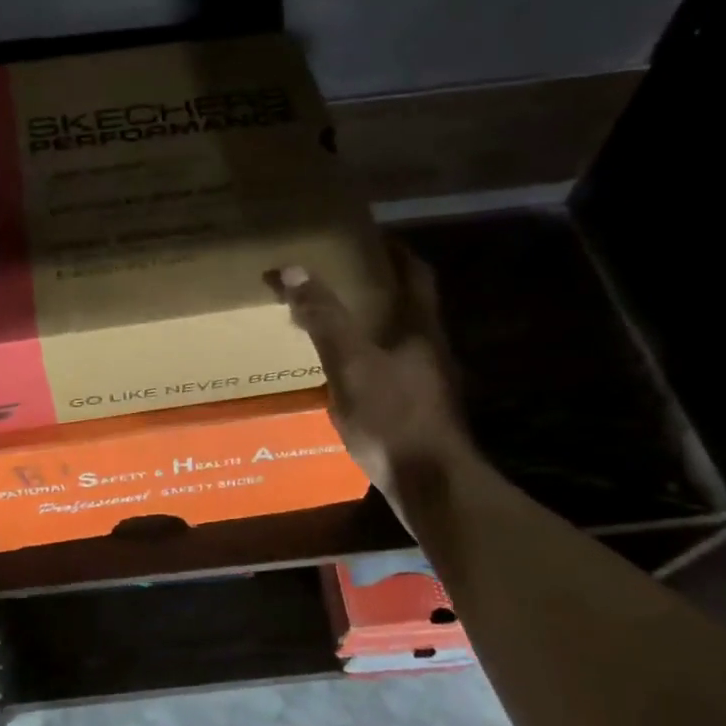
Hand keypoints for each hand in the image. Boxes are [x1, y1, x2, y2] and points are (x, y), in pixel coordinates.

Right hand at [273, 243, 474, 492]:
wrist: (432, 487)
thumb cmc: (393, 418)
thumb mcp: (351, 364)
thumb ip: (325, 319)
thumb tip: (292, 270)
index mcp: (420, 329)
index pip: (416, 275)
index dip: (397, 253)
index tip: (373, 239)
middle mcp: (432, 350)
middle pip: (410, 306)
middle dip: (381, 289)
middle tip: (343, 278)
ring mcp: (429, 384)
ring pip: (400, 340)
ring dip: (374, 326)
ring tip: (337, 322)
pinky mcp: (420, 412)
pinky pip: (393, 371)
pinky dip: (370, 359)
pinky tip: (347, 373)